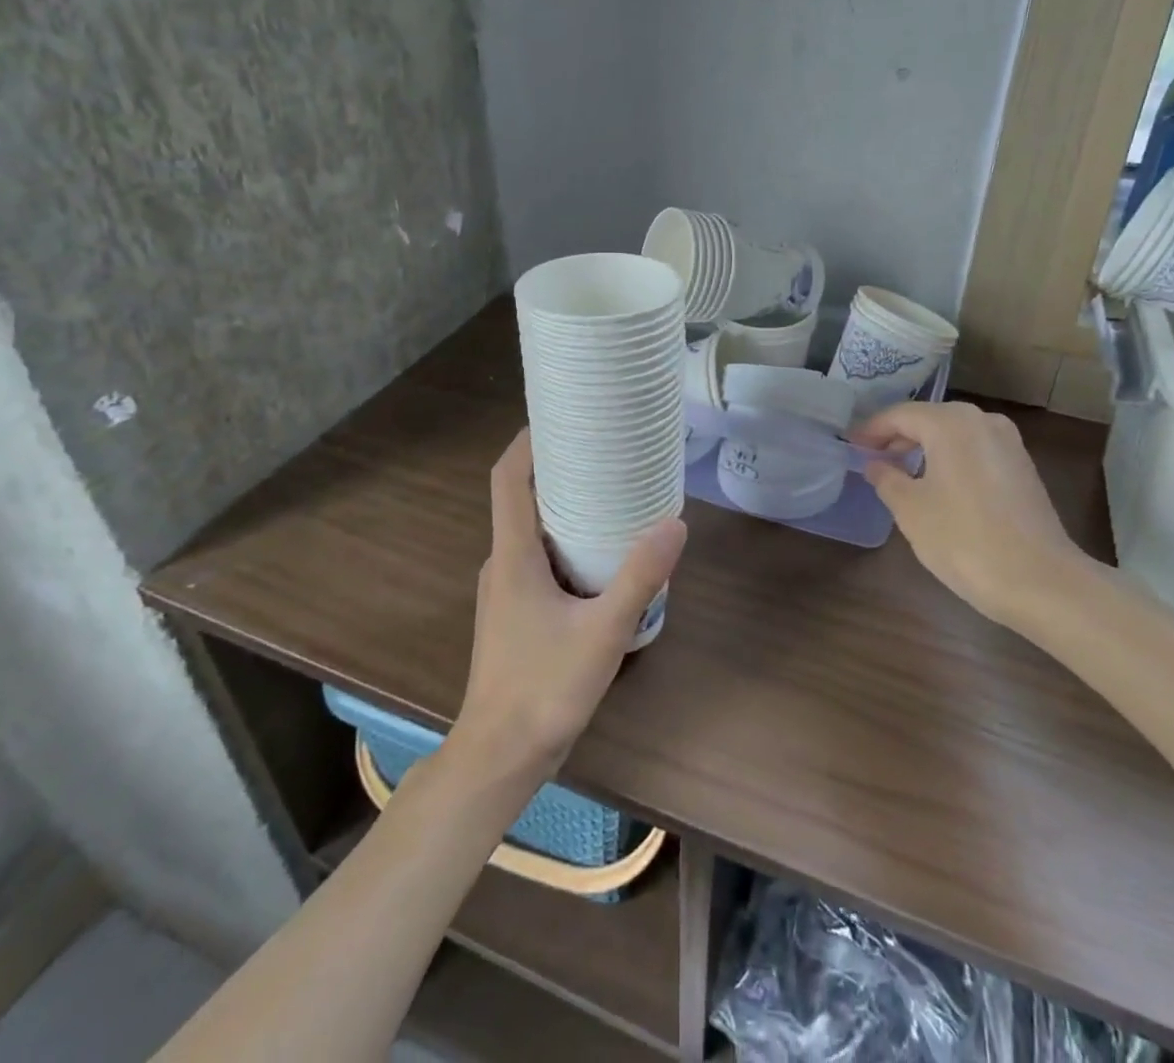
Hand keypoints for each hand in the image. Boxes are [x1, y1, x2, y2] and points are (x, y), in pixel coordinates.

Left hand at [453, 430, 686, 781]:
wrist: (498, 758)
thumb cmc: (543, 689)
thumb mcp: (602, 631)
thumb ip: (638, 577)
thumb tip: (675, 522)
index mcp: (512, 555)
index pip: (508, 479)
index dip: (527, 442)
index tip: (560, 415)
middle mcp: (502, 564)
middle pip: (523, 499)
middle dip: (558, 469)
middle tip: (605, 450)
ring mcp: (505, 591)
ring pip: (532, 532)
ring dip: (564, 507)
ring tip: (612, 494)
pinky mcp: (515, 614)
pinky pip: (538, 559)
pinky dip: (566, 542)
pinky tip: (601, 557)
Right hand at [852, 401, 1102, 626]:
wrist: (1040, 581)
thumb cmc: (964, 539)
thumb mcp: (910, 510)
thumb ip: (886, 478)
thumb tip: (875, 464)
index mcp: (951, 423)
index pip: (900, 415)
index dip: (871, 430)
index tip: (850, 445)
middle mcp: (982, 421)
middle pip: (929, 419)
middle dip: (898, 437)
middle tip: (871, 458)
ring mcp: (1008, 443)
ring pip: (954, 434)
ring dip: (924, 448)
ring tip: (899, 472)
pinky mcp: (1022, 467)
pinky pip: (974, 450)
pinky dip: (950, 459)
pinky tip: (937, 485)